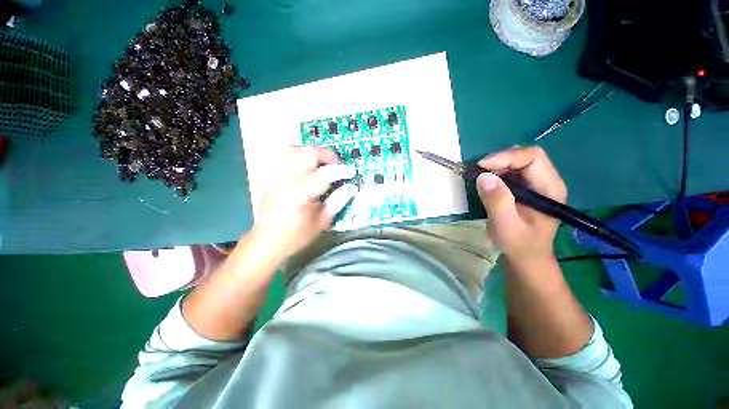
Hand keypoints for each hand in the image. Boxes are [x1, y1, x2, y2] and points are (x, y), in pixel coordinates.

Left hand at [251, 147, 357, 258]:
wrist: (266, 241)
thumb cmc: (296, 235)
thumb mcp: (321, 222)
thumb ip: (337, 202)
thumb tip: (351, 188)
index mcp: (300, 193)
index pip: (325, 173)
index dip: (341, 170)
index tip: (351, 172)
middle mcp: (287, 179)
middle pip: (308, 153)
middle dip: (326, 154)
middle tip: (337, 165)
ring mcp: (277, 176)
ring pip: (296, 150)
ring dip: (313, 153)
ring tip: (322, 164)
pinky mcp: (273, 177)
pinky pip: (288, 157)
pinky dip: (301, 157)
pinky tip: (308, 169)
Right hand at [475, 146, 566, 264]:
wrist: (525, 256)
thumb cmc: (518, 244)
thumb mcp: (506, 227)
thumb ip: (497, 202)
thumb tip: (483, 176)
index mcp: (549, 189)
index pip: (532, 158)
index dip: (506, 157)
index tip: (481, 167)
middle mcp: (546, 181)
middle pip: (525, 156)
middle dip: (499, 159)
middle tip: (478, 171)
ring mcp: (536, 184)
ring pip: (516, 161)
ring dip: (496, 165)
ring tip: (480, 177)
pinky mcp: (525, 187)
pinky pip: (510, 170)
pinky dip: (495, 171)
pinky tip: (486, 182)